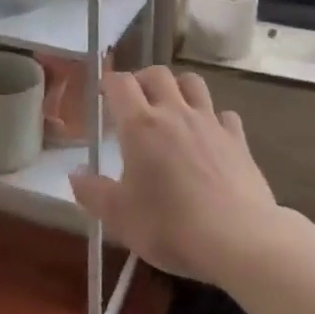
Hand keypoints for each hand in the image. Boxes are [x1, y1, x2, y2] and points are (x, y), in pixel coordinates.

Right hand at [69, 67, 281, 285]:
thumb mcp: (120, 217)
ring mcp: (210, 123)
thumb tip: (74, 174)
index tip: (103, 94)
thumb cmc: (170, 226)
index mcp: (140, 125)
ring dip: (178, 88)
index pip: (120, 83)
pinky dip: (214, 118)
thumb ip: (93, 192)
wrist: (239, 239)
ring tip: (171, 108)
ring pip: (193, 83)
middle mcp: (175, 113)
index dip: (108, 83)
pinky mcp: (238, 140)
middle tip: (134, 101)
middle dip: (142, 79)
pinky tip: (210, 137)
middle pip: (157, 74)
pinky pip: (224, 114)